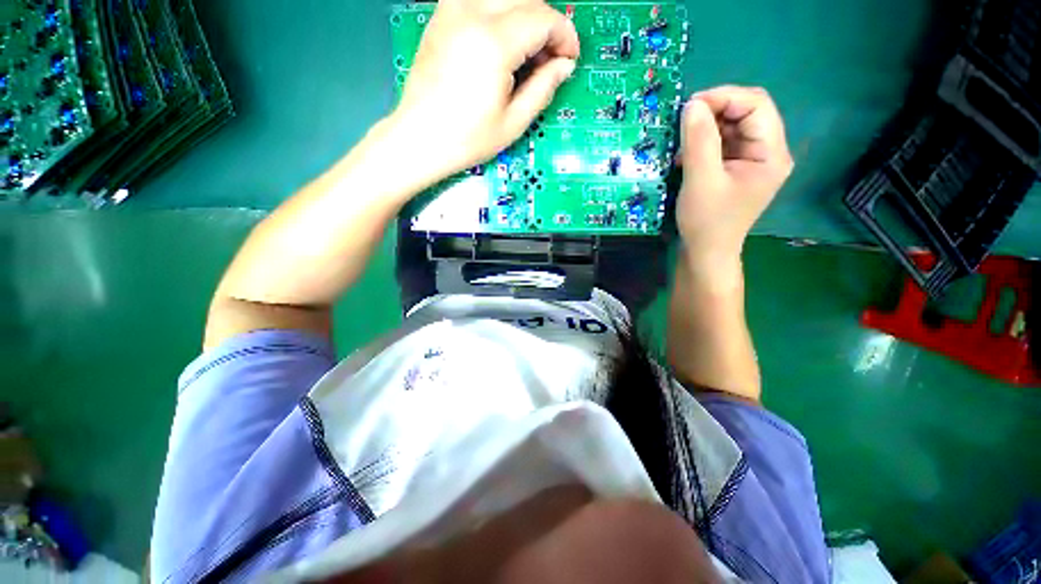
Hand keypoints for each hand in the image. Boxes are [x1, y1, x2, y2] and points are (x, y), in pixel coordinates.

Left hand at [391, 0, 579, 177]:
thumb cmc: (466, 138)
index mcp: (493, 43)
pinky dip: (499, 12)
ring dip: (524, 15)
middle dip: (547, 24)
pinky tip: (502, 42)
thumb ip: (543, 88)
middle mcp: (471, 14)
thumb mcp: (513, 123)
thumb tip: (564, 66)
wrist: (420, 138)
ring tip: (527, 51)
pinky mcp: (441, 17)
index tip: (569, 58)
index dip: (564, 36)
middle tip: (550, 59)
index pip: (543, 18)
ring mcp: (452, 11)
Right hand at [676, 86, 793, 272]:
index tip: (690, 106)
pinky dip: (703, 142)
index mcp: (771, 153)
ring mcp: (752, 160)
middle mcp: (768, 151)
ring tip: (682, 141)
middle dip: (714, 111)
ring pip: (732, 126)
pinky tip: (686, 154)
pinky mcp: (737, 168)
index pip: (756, 105)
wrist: (706, 252)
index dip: (724, 97)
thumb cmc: (707, 222)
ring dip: (706, 127)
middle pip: (746, 113)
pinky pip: (723, 143)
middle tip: (683, 122)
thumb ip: (699, 141)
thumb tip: (692, 104)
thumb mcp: (701, 180)